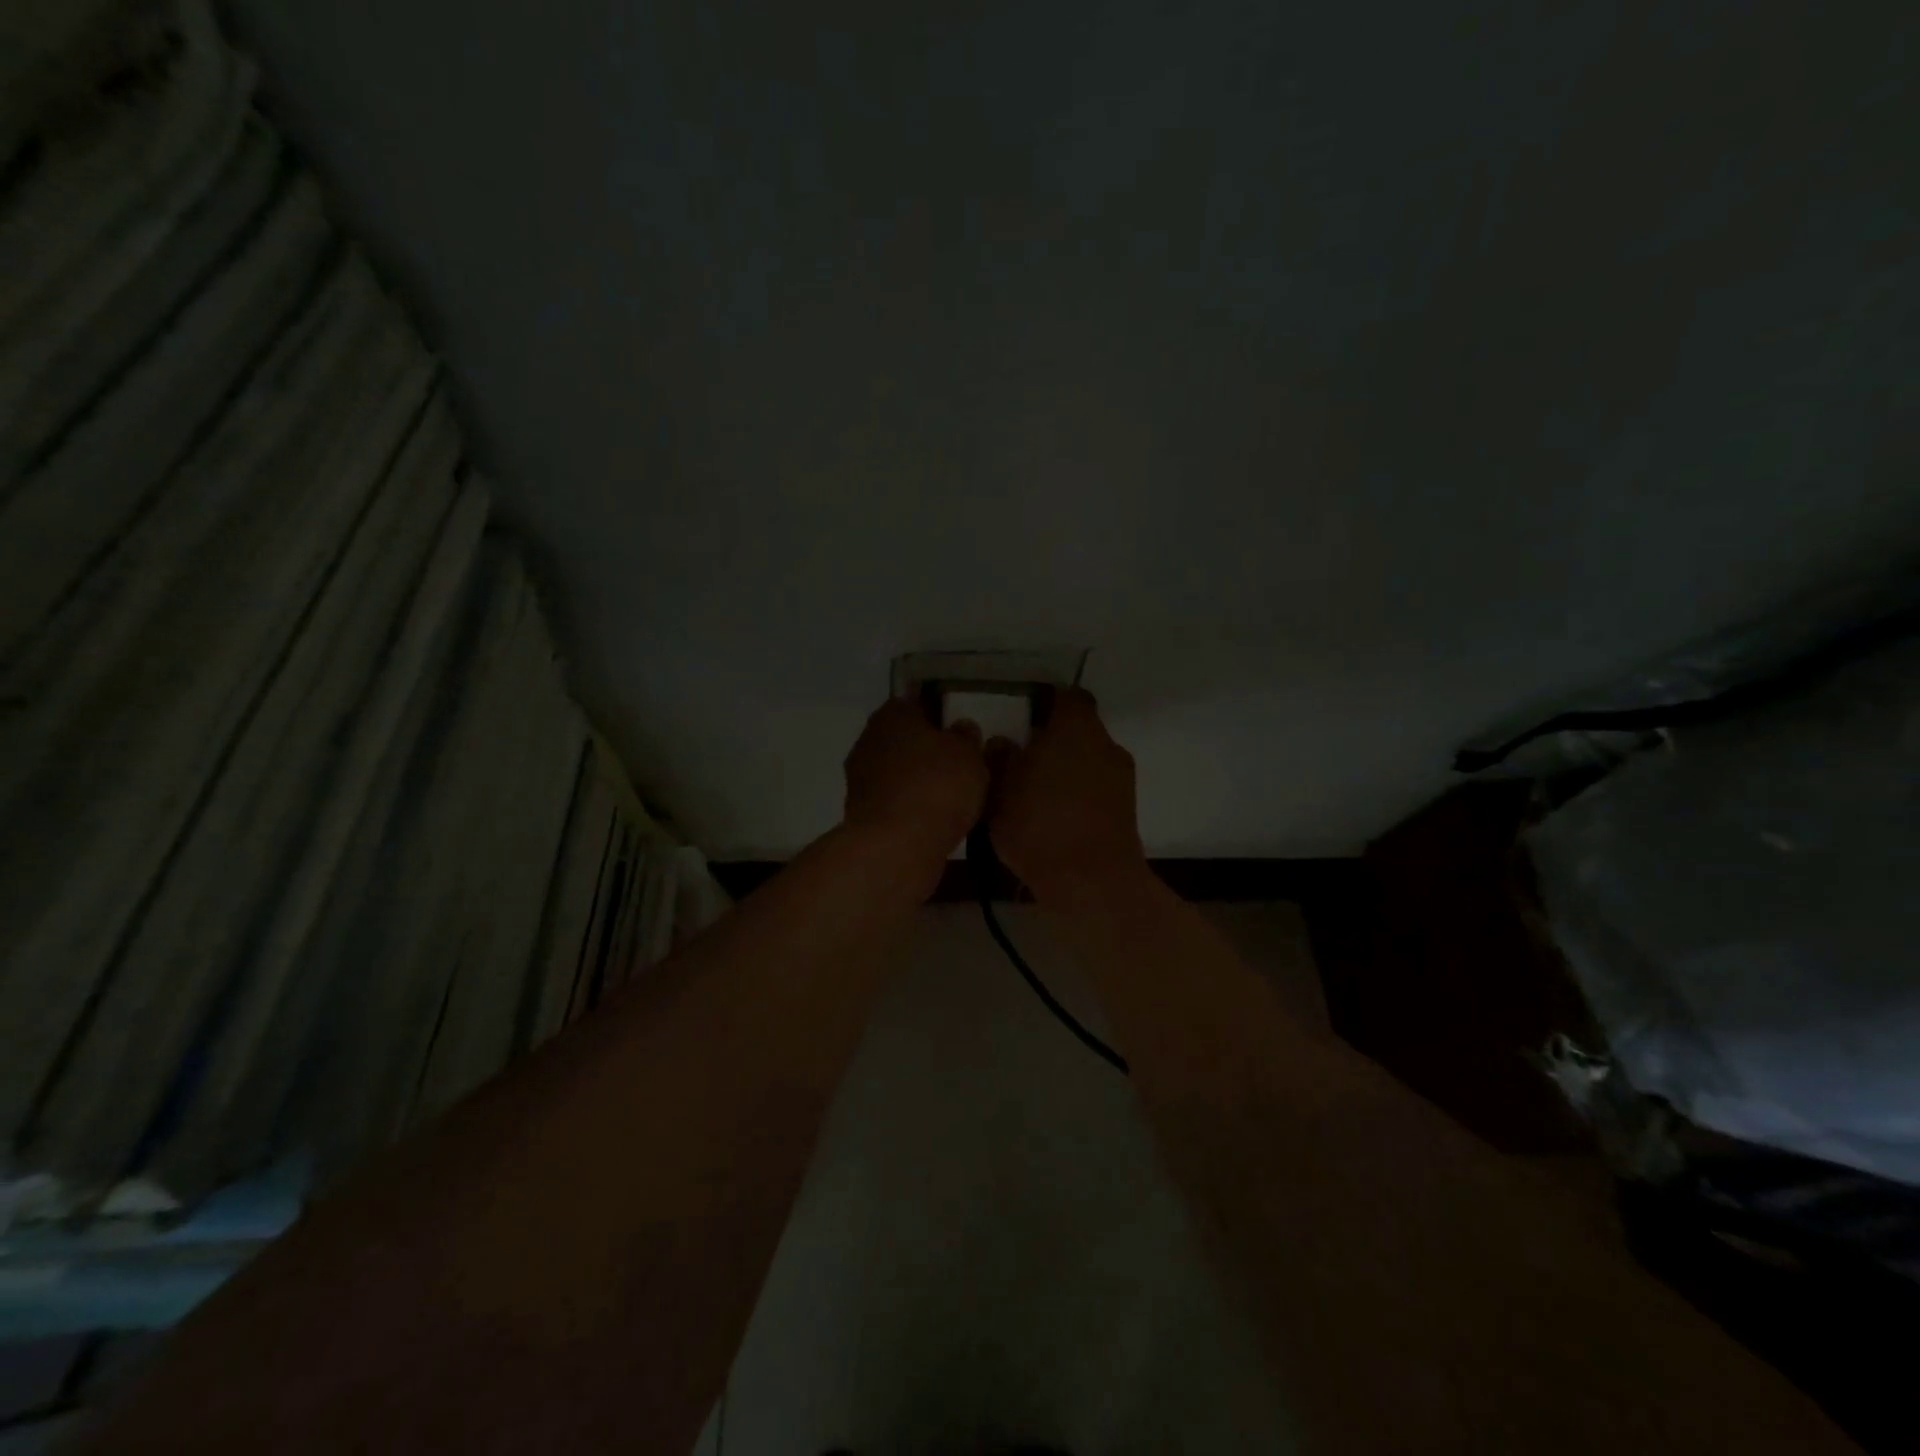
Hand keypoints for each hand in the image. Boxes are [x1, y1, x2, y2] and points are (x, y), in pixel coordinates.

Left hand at [843, 696, 987, 863]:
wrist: (896, 846)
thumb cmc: (936, 785)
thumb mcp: (968, 754)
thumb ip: (966, 737)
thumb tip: (961, 728)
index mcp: (892, 715)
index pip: (914, 702)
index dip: (936, 712)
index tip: (956, 727)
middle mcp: (869, 741)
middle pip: (902, 738)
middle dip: (925, 748)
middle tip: (957, 761)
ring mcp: (860, 780)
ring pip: (896, 771)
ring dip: (916, 779)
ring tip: (950, 794)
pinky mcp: (862, 815)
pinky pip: (894, 801)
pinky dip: (910, 806)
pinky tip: (933, 818)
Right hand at [988, 689, 1145, 900]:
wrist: (1091, 882)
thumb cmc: (1039, 823)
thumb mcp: (1000, 790)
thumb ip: (1000, 759)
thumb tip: (1003, 743)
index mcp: (1076, 727)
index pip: (1067, 697)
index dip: (1046, 704)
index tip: (1023, 720)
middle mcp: (1106, 744)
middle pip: (1079, 731)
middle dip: (1053, 743)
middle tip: (1021, 761)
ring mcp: (1122, 779)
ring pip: (1088, 763)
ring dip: (1066, 772)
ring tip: (1034, 796)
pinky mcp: (1126, 811)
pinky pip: (1096, 791)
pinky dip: (1078, 798)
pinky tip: (1054, 820)